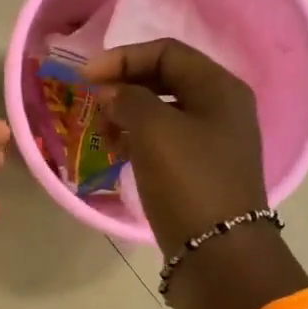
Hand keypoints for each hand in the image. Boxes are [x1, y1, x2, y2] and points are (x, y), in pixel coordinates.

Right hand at [85, 41, 305, 308]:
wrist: (219, 256)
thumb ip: (128, 99)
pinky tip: (119, 154)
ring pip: (163, 112)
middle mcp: (221, 108)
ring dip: (128, 115)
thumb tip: (112, 93)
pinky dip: (139, 140)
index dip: (123, 58)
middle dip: (124, 86)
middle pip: (165, 79)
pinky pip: (165, 141)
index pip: (166, 52)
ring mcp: (213, 142)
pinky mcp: (201, 171)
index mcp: (220, 88)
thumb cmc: (189, 182)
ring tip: (104, 134)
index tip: (85, 78)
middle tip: (93, 104)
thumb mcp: (154, 130)